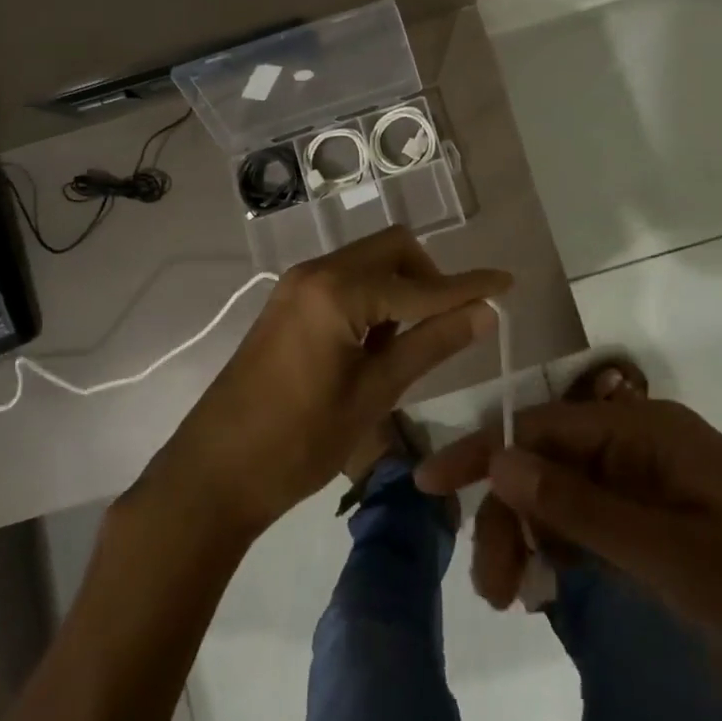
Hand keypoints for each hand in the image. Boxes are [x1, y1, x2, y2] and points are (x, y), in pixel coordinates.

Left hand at [135, 227, 509, 539]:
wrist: (213, 472)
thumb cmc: (297, 443)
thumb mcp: (373, 395)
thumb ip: (429, 345)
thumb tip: (484, 313)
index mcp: (338, 292)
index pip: (420, 284)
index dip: (468, 286)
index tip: (508, 282)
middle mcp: (317, 271)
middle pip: (392, 249)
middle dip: (429, 277)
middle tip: (447, 325)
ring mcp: (299, 283)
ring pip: (369, 261)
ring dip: (400, 287)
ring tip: (407, 344)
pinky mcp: (290, 300)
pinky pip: (346, 278)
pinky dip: (373, 296)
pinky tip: (375, 342)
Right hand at [416, 396, 721, 719]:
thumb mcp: (667, 554)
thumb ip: (578, 505)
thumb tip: (497, 457)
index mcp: (640, 427)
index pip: (539, 426)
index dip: (482, 453)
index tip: (428, 484)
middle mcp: (639, 441)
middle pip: (548, 462)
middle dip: (510, 513)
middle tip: (492, 589)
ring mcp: (652, 481)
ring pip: (568, 495)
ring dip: (534, 535)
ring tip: (514, 596)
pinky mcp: (664, 520)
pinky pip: (598, 522)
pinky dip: (568, 549)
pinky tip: (550, 585)